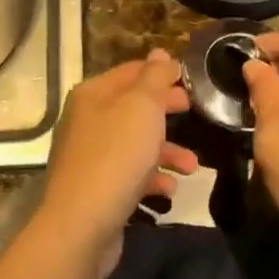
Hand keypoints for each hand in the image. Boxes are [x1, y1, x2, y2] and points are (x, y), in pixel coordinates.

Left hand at [36, 51, 198, 245]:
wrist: (82, 224)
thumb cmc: (116, 156)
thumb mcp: (142, 107)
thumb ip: (154, 78)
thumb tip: (160, 54)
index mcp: (93, 95)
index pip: (131, 72)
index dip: (161, 73)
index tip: (192, 81)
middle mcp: (87, 121)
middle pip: (133, 108)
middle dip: (167, 111)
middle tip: (196, 112)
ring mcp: (89, 156)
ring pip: (135, 144)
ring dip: (167, 151)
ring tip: (192, 166)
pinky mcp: (96, 188)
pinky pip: (130, 174)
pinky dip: (152, 178)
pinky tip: (170, 189)